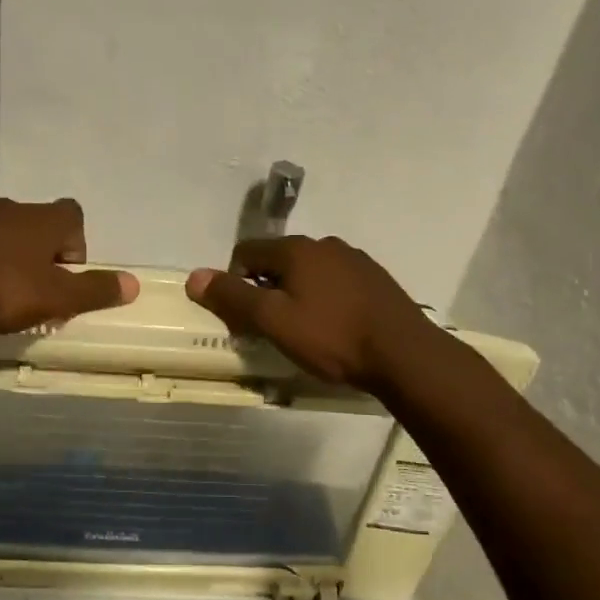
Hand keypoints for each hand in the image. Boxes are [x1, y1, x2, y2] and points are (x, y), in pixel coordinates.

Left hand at [0, 198, 138, 333]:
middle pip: (41, 227)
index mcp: (44, 219)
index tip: (65, 278)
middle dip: (44, 258)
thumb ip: (94, 291)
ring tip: (2, 298)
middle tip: (37, 294)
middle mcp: (13, 209)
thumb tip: (134, 283)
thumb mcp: (54, 297)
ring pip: (6, 237)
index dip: (77, 246)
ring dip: (12, 262)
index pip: (74, 216)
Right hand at [186, 236, 437, 389]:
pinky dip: (324, 300)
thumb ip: (232, 297)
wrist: (405, 355)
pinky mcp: (375, 280)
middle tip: (270, 330)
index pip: (246, 253)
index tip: (243, 319)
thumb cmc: (332, 337)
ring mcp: (355, 260)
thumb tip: (194, 276)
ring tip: (304, 332)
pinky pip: (335, 283)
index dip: (234, 284)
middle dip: (265, 291)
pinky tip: (334, 329)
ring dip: (295, 296)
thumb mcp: (273, 321)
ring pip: (308, 273)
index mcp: (296, 249)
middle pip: (277, 262)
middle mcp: (325, 244)